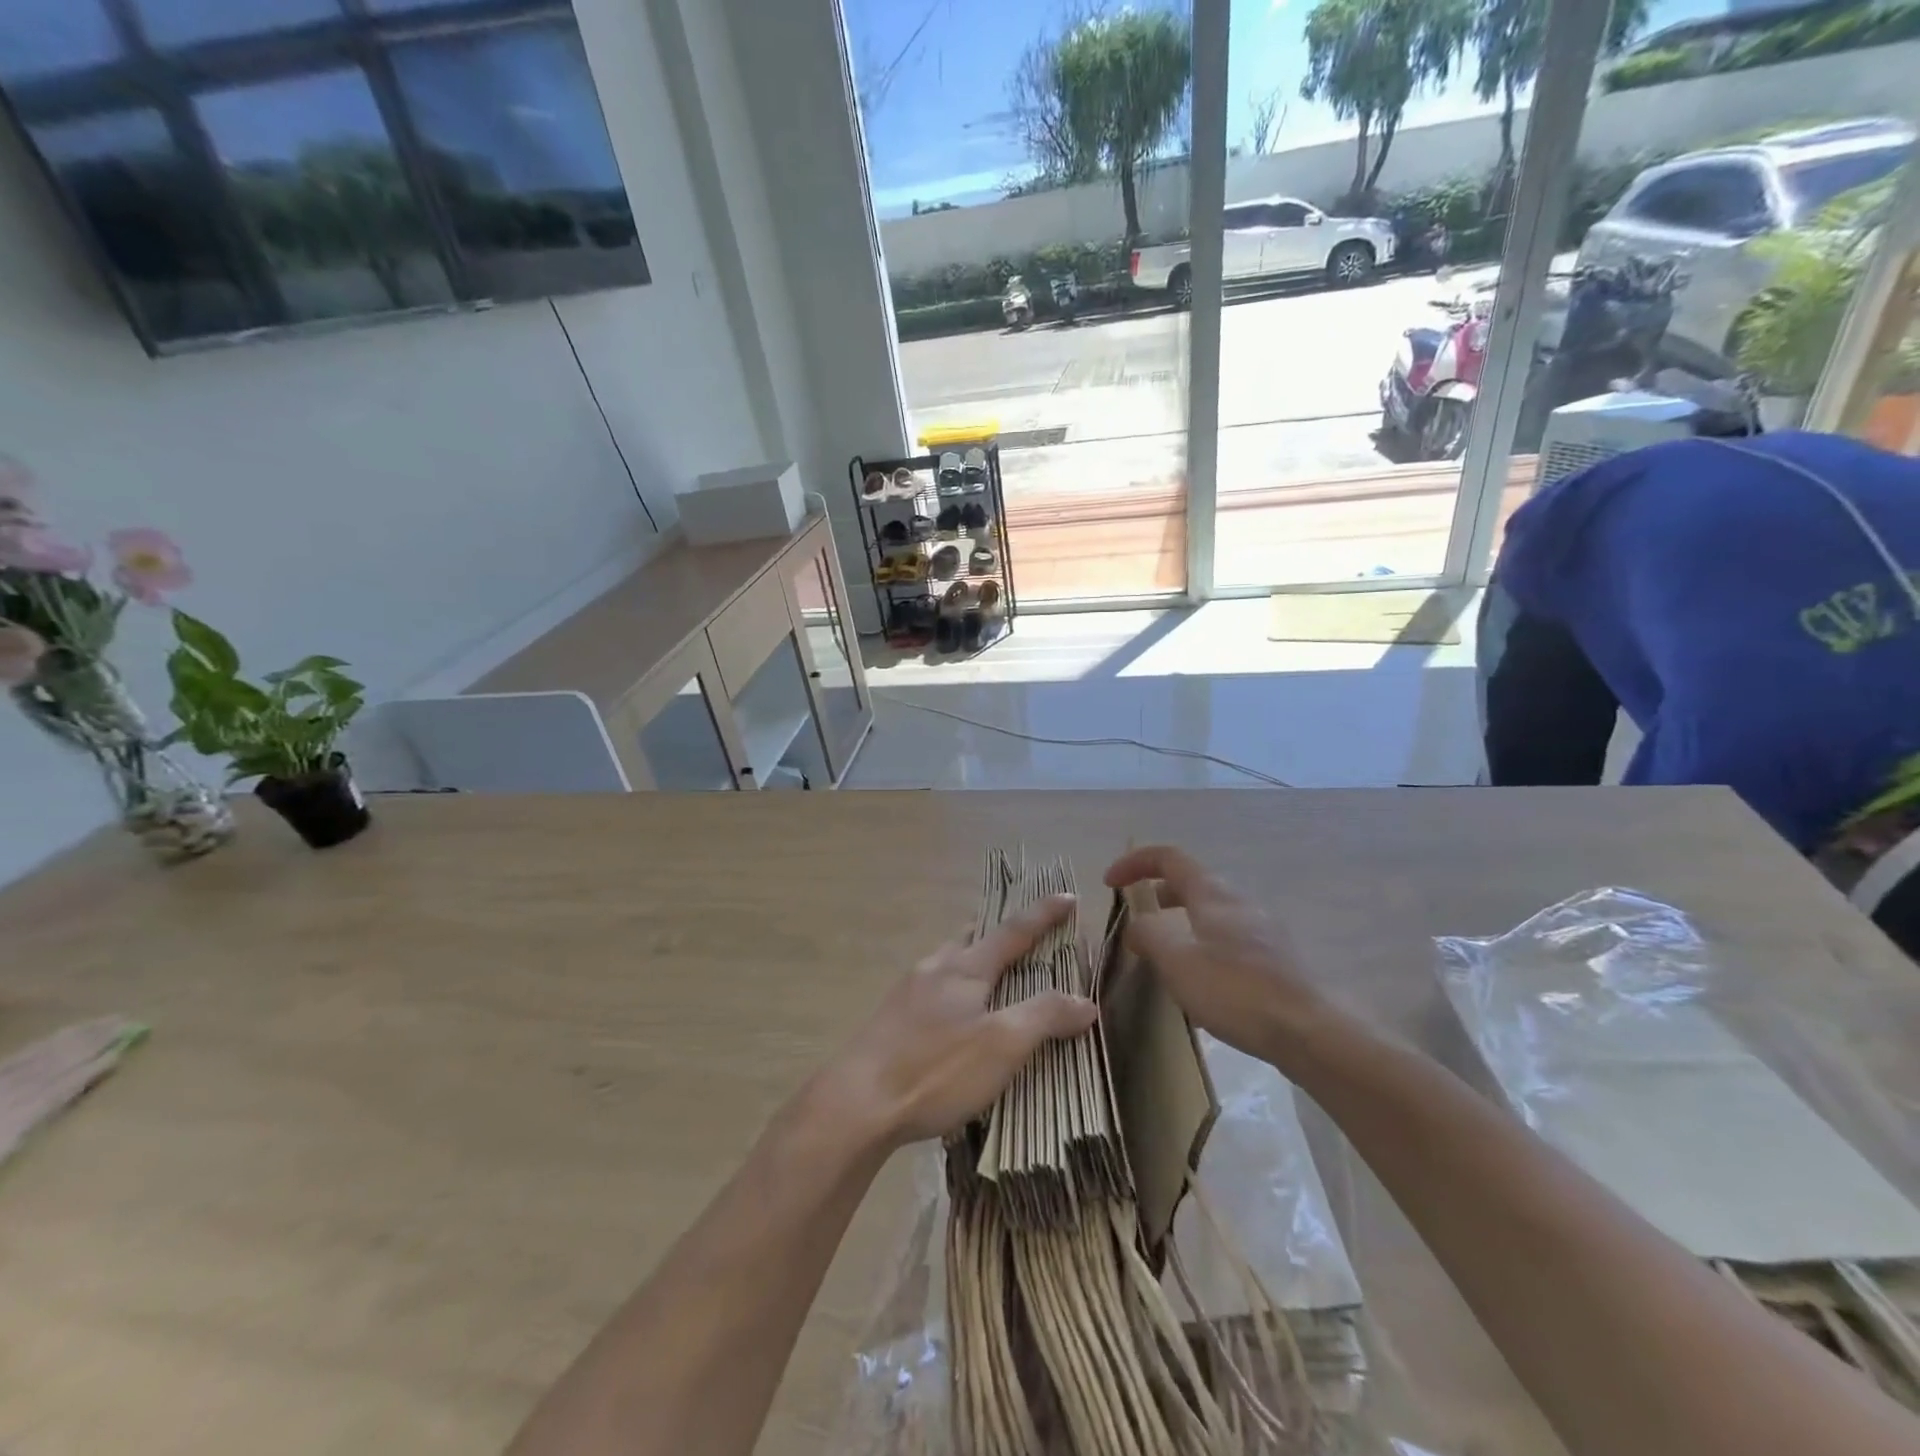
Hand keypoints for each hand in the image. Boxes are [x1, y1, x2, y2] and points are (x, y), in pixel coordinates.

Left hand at [822, 894, 1097, 1150]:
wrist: (857, 1103)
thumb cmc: (936, 1069)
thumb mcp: (1002, 1045)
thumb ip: (1045, 1016)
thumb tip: (1085, 1000)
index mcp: (965, 967)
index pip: (1014, 931)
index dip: (1044, 914)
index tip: (1067, 896)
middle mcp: (935, 968)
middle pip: (974, 939)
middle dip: (1001, 934)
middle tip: (1025, 938)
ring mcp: (908, 992)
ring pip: (950, 962)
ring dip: (975, 960)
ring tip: (993, 977)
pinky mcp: (892, 1019)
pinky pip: (934, 988)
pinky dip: (956, 989)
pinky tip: (955, 1017)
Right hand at [1105, 846, 1329, 1061]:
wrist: (1312, 1031)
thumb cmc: (1236, 990)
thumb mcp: (1177, 962)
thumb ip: (1149, 935)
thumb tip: (1137, 925)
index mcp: (1212, 894)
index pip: (1168, 857)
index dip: (1134, 862)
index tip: (1109, 883)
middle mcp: (1239, 903)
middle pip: (1192, 883)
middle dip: (1158, 894)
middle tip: (1137, 920)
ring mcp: (1263, 931)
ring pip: (1212, 914)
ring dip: (1181, 923)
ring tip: (1166, 956)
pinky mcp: (1277, 960)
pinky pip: (1229, 941)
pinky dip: (1204, 947)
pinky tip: (1202, 986)